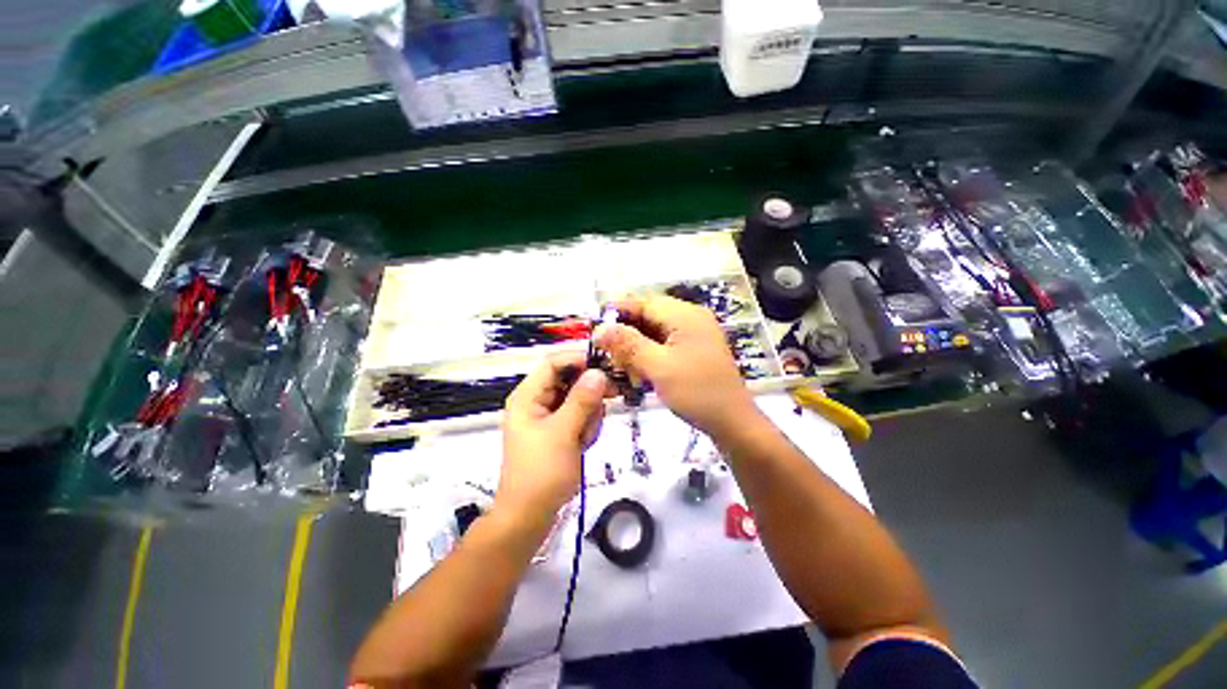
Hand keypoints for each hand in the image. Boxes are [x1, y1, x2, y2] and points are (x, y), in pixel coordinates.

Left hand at [499, 352, 609, 517]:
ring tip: (585, 438)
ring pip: (578, 399)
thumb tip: (599, 372)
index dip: (579, 360)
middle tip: (608, 403)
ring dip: (589, 415)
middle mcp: (537, 401)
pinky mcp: (558, 432)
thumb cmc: (541, 472)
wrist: (529, 516)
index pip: (554, 363)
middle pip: (569, 380)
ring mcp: (548, 418)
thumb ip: (582, 400)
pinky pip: (579, 417)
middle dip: (588, 394)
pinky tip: (583, 445)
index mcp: (528, 396)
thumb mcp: (564, 432)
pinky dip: (586, 427)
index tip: (607, 368)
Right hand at [595, 295, 757, 437]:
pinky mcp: (694, 351)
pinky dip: (649, 355)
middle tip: (608, 355)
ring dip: (636, 347)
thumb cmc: (696, 392)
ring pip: (654, 332)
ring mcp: (694, 335)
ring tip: (623, 368)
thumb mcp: (658, 367)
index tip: (594, 328)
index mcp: (685, 315)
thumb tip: (600, 328)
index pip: (644, 302)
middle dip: (626, 333)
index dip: (617, 312)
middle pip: (648, 317)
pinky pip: (664, 345)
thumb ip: (628, 344)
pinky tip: (640, 372)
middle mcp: (691, 319)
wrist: (732, 423)